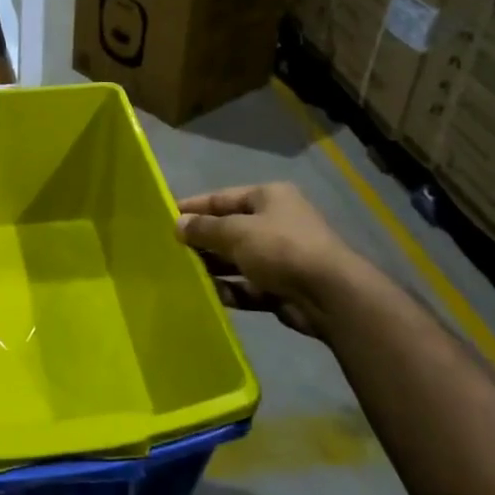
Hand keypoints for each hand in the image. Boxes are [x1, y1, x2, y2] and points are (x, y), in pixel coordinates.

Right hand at [177, 183, 352, 336]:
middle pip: (229, 229)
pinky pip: (248, 286)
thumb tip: (178, 224)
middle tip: (169, 250)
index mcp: (269, 197)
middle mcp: (276, 222)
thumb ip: (204, 228)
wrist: (330, 295)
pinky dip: (230, 290)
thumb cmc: (280, 249)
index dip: (193, 207)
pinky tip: (207, 296)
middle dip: (201, 240)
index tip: (164, 216)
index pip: (222, 198)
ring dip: (213, 267)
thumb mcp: (236, 232)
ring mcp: (281, 256)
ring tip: (182, 275)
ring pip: (237, 260)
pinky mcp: (282, 287)